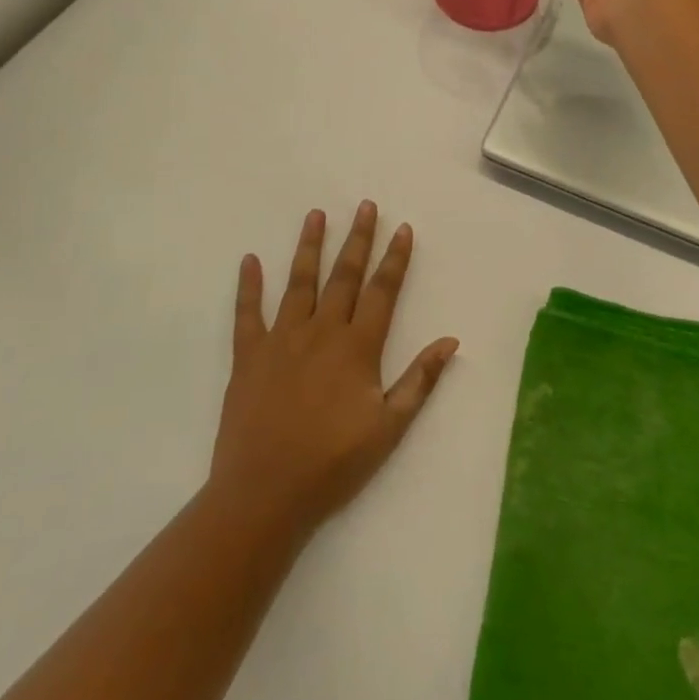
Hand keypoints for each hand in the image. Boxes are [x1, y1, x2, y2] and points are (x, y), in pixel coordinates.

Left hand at [208, 202, 458, 542]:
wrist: (264, 494)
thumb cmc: (333, 463)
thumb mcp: (389, 428)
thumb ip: (420, 380)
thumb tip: (450, 340)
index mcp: (357, 347)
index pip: (382, 291)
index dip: (394, 258)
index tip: (402, 228)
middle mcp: (322, 331)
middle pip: (344, 275)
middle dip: (358, 239)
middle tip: (365, 205)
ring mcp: (282, 339)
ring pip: (299, 282)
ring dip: (310, 246)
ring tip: (316, 215)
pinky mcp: (249, 355)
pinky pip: (247, 313)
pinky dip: (248, 286)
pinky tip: (250, 260)